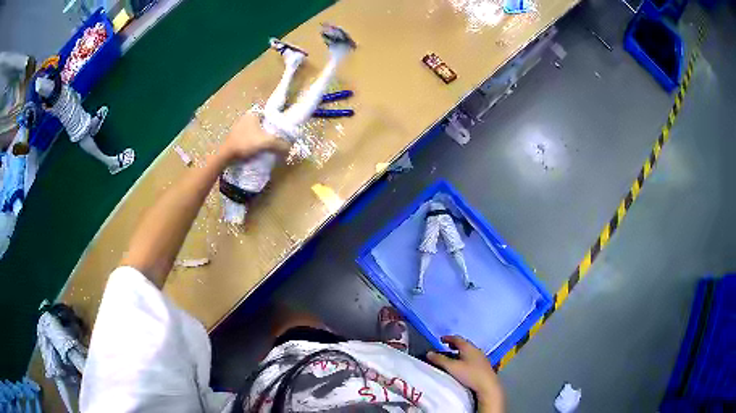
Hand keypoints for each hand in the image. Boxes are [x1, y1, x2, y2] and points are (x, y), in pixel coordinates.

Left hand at [219, 113, 288, 161]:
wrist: (226, 154)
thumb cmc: (246, 143)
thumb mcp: (266, 142)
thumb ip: (280, 143)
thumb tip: (290, 147)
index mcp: (254, 113)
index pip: (270, 113)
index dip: (277, 121)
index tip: (281, 130)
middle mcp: (246, 117)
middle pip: (263, 122)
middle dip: (269, 130)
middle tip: (276, 139)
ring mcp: (239, 126)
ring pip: (256, 130)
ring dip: (261, 137)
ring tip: (267, 145)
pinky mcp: (235, 136)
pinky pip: (249, 136)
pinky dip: (253, 141)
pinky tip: (256, 149)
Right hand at [427, 336, 503, 411]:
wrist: (487, 385)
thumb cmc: (469, 374)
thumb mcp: (452, 367)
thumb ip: (440, 360)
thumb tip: (429, 353)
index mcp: (468, 347)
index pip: (457, 339)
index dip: (448, 338)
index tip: (441, 339)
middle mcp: (476, 350)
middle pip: (464, 344)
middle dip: (455, 345)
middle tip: (447, 347)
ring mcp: (481, 357)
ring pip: (469, 351)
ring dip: (461, 352)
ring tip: (454, 356)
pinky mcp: (484, 365)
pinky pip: (473, 357)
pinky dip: (466, 357)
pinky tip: (463, 364)